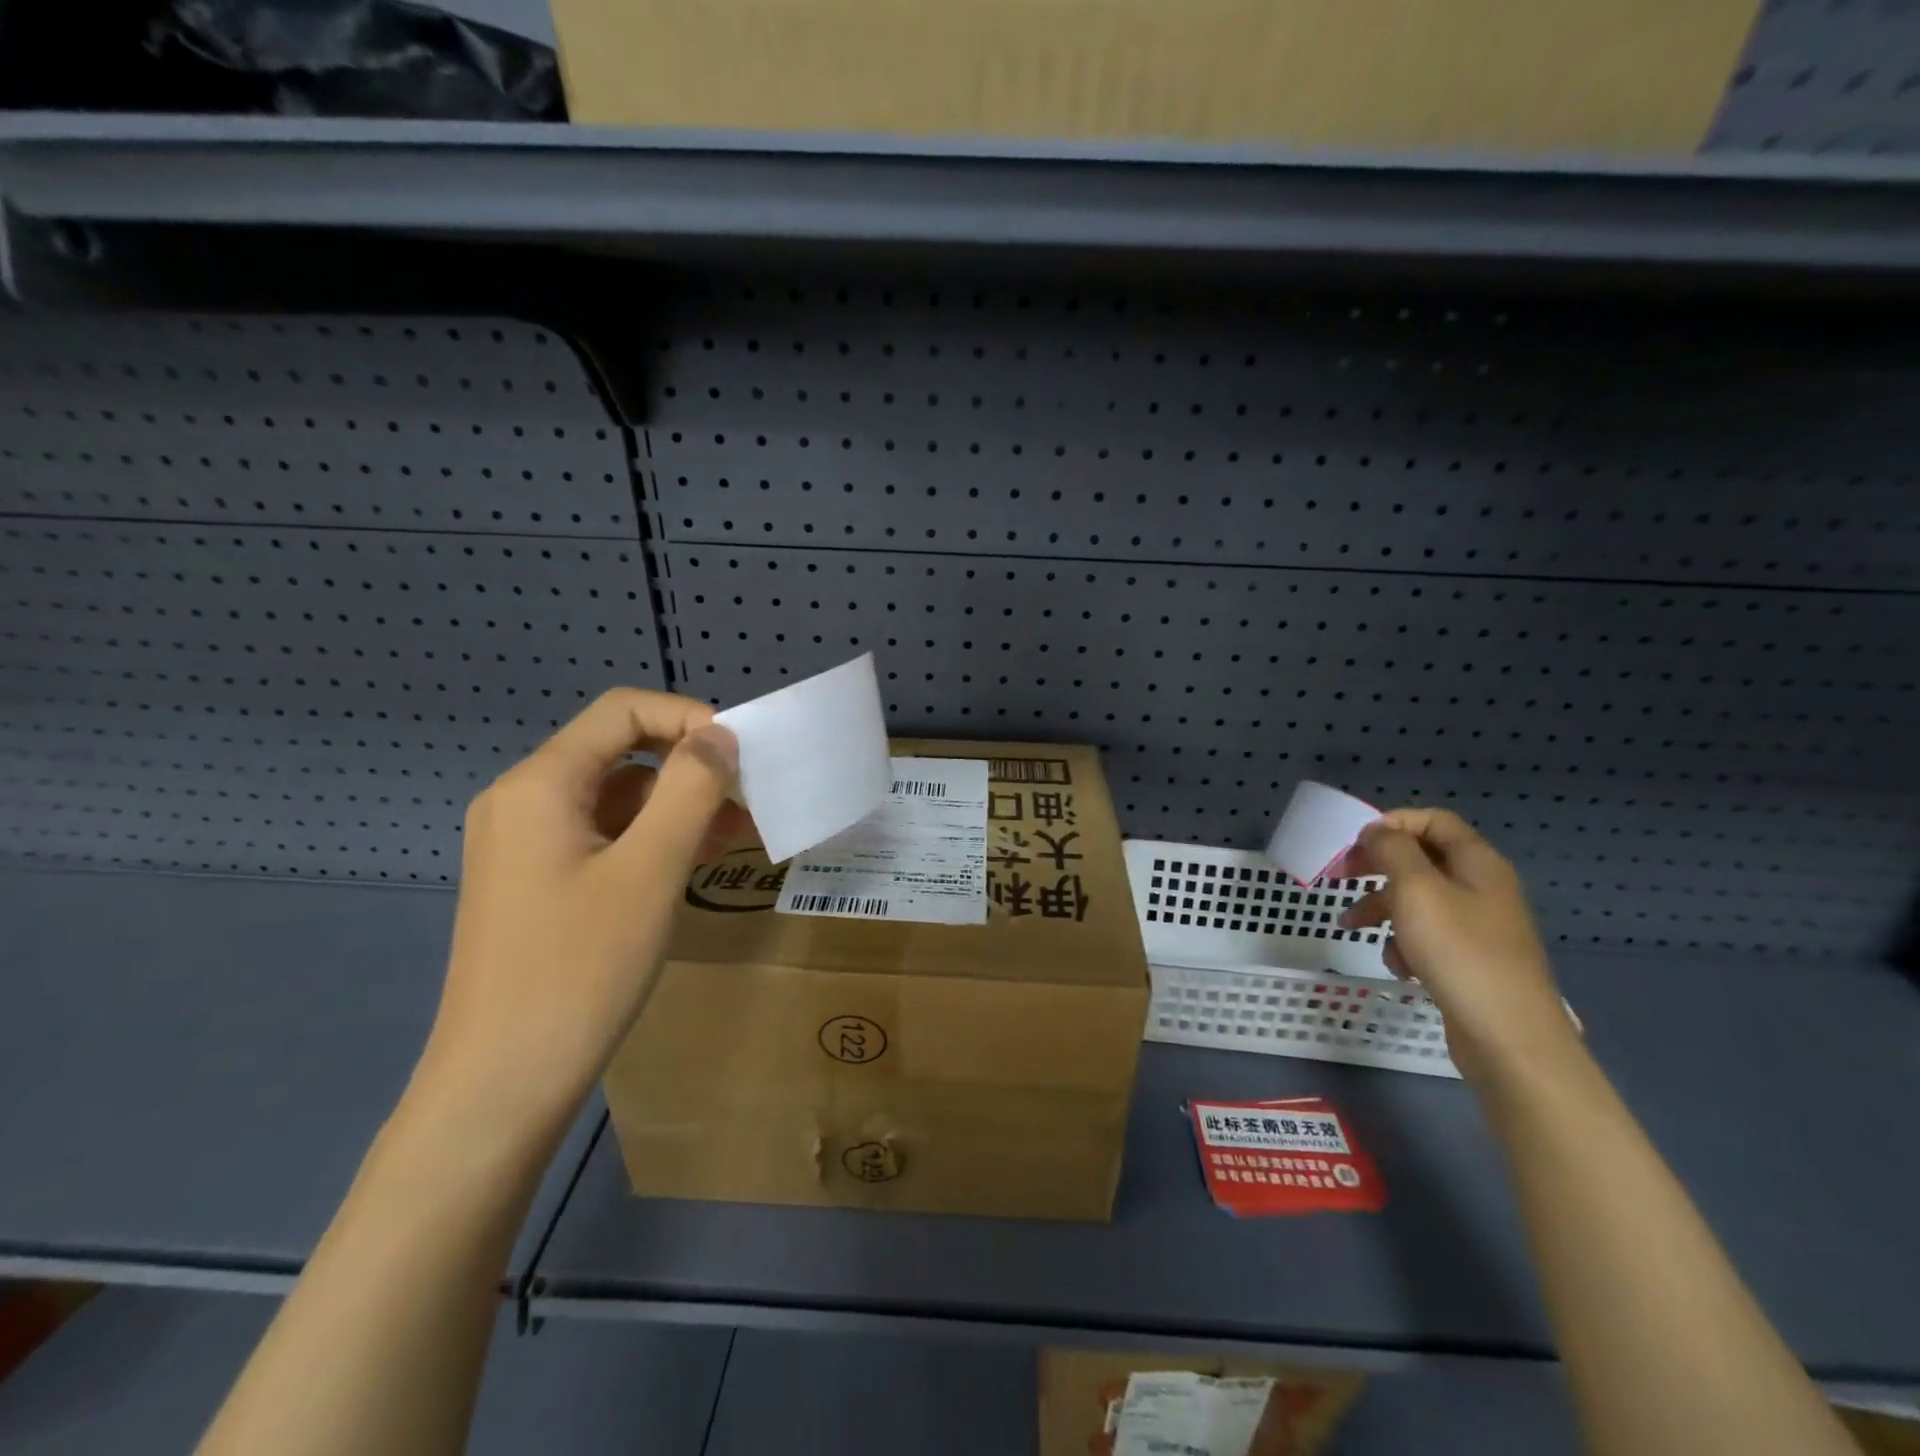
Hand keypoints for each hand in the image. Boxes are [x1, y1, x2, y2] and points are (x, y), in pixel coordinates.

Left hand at [412, 689, 748, 1142]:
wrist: (500, 1086)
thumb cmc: (579, 971)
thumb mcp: (650, 872)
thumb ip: (690, 791)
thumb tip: (720, 736)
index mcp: (540, 785)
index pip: (622, 710)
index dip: (687, 718)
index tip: (739, 758)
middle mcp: (523, 800)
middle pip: (618, 750)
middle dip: (688, 764)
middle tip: (746, 799)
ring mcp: (525, 844)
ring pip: (615, 796)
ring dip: (676, 804)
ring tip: (735, 834)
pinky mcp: (536, 881)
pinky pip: (602, 835)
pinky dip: (651, 837)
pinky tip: (694, 861)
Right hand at [1341, 808, 1578, 1084]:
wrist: (1508, 1036)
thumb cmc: (1459, 952)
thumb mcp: (1415, 890)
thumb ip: (1392, 851)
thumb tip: (1377, 832)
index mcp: (1477, 863)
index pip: (1433, 821)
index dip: (1392, 824)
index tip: (1355, 843)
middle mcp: (1482, 888)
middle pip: (1422, 859)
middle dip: (1378, 866)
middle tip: (1341, 876)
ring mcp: (1479, 926)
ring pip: (1419, 900)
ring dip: (1382, 907)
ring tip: (1352, 926)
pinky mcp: (1471, 959)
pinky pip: (1429, 936)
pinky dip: (1405, 943)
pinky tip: (1399, 965)